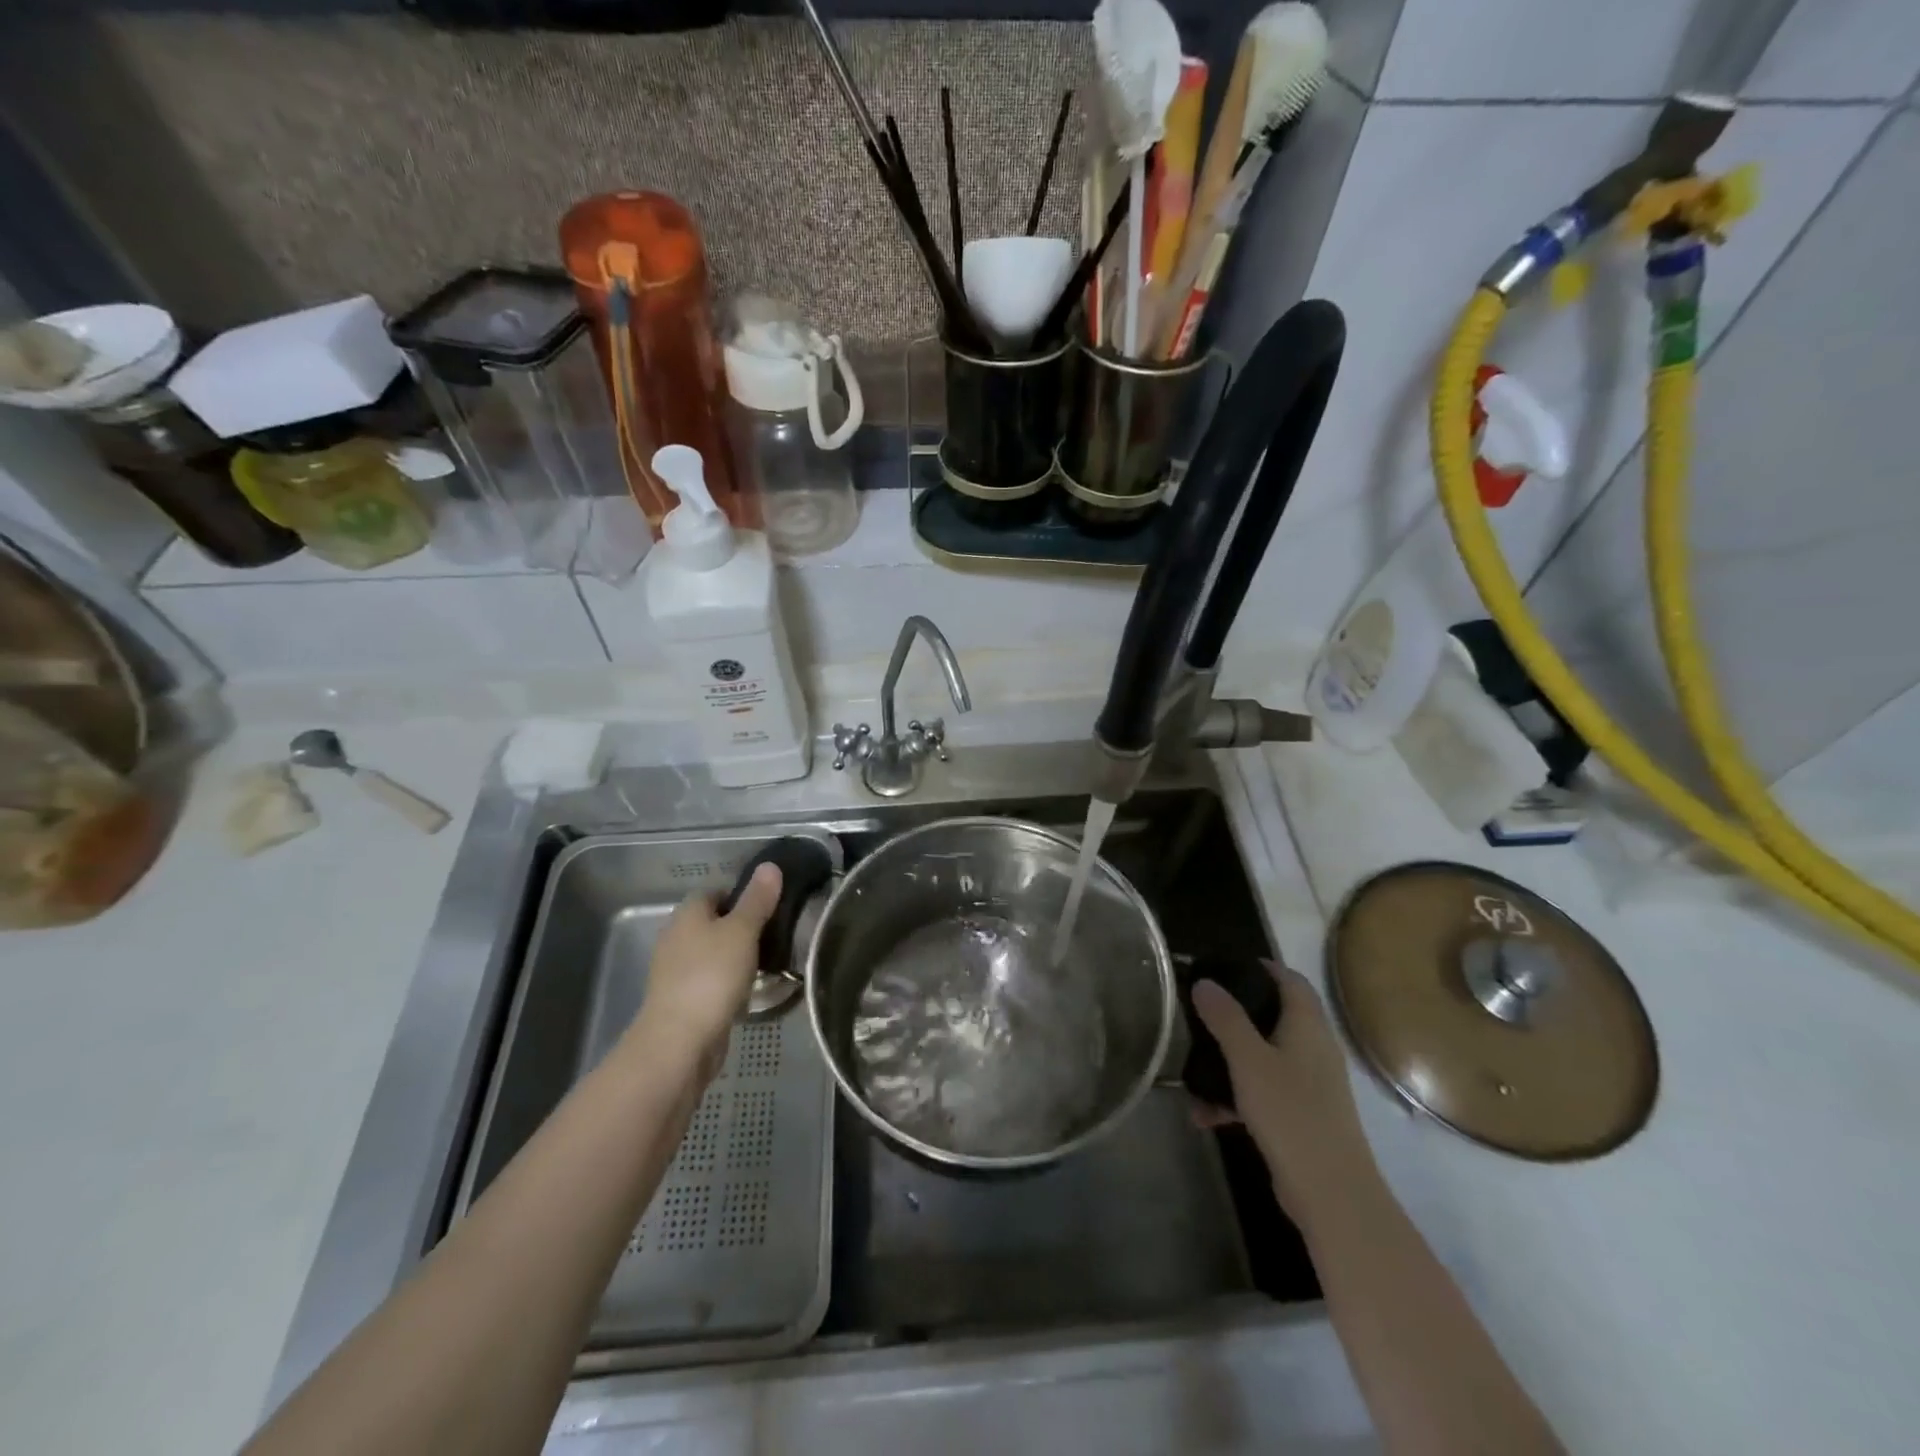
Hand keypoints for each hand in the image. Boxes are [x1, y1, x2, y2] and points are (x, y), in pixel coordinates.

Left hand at [631, 863, 782, 1075]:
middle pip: (712, 923)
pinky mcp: (681, 1001)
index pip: (714, 892)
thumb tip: (769, 865)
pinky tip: (747, 993)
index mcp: (686, 914)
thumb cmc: (712, 976)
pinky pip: (709, 981)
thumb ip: (757, 900)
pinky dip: (727, 983)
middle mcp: (675, 938)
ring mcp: (675, 972)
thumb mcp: (742, 931)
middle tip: (773, 935)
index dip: (740, 896)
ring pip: (711, 954)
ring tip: (766, 964)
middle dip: (740, 928)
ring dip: (734, 957)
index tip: (768, 907)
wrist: (679, 1042)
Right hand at [1192, 960, 1376, 1224]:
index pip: (1290, 980)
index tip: (1225, 968)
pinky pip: (1264, 1093)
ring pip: (1264, 1058)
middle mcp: (1314, 1049)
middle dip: (1235, 1016)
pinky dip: (1237, 1097)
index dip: (1262, 968)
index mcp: (1308, 1027)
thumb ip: (1225, 1018)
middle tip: (1200, 1014)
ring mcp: (1311, 1085)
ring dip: (1229, 1063)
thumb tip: (1205, 981)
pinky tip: (1205, 1116)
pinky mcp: (1303, 1117)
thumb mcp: (1248, 1060)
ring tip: (1193, 1073)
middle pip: (1274, 1017)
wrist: (1332, 1193)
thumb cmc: (1291, 1113)